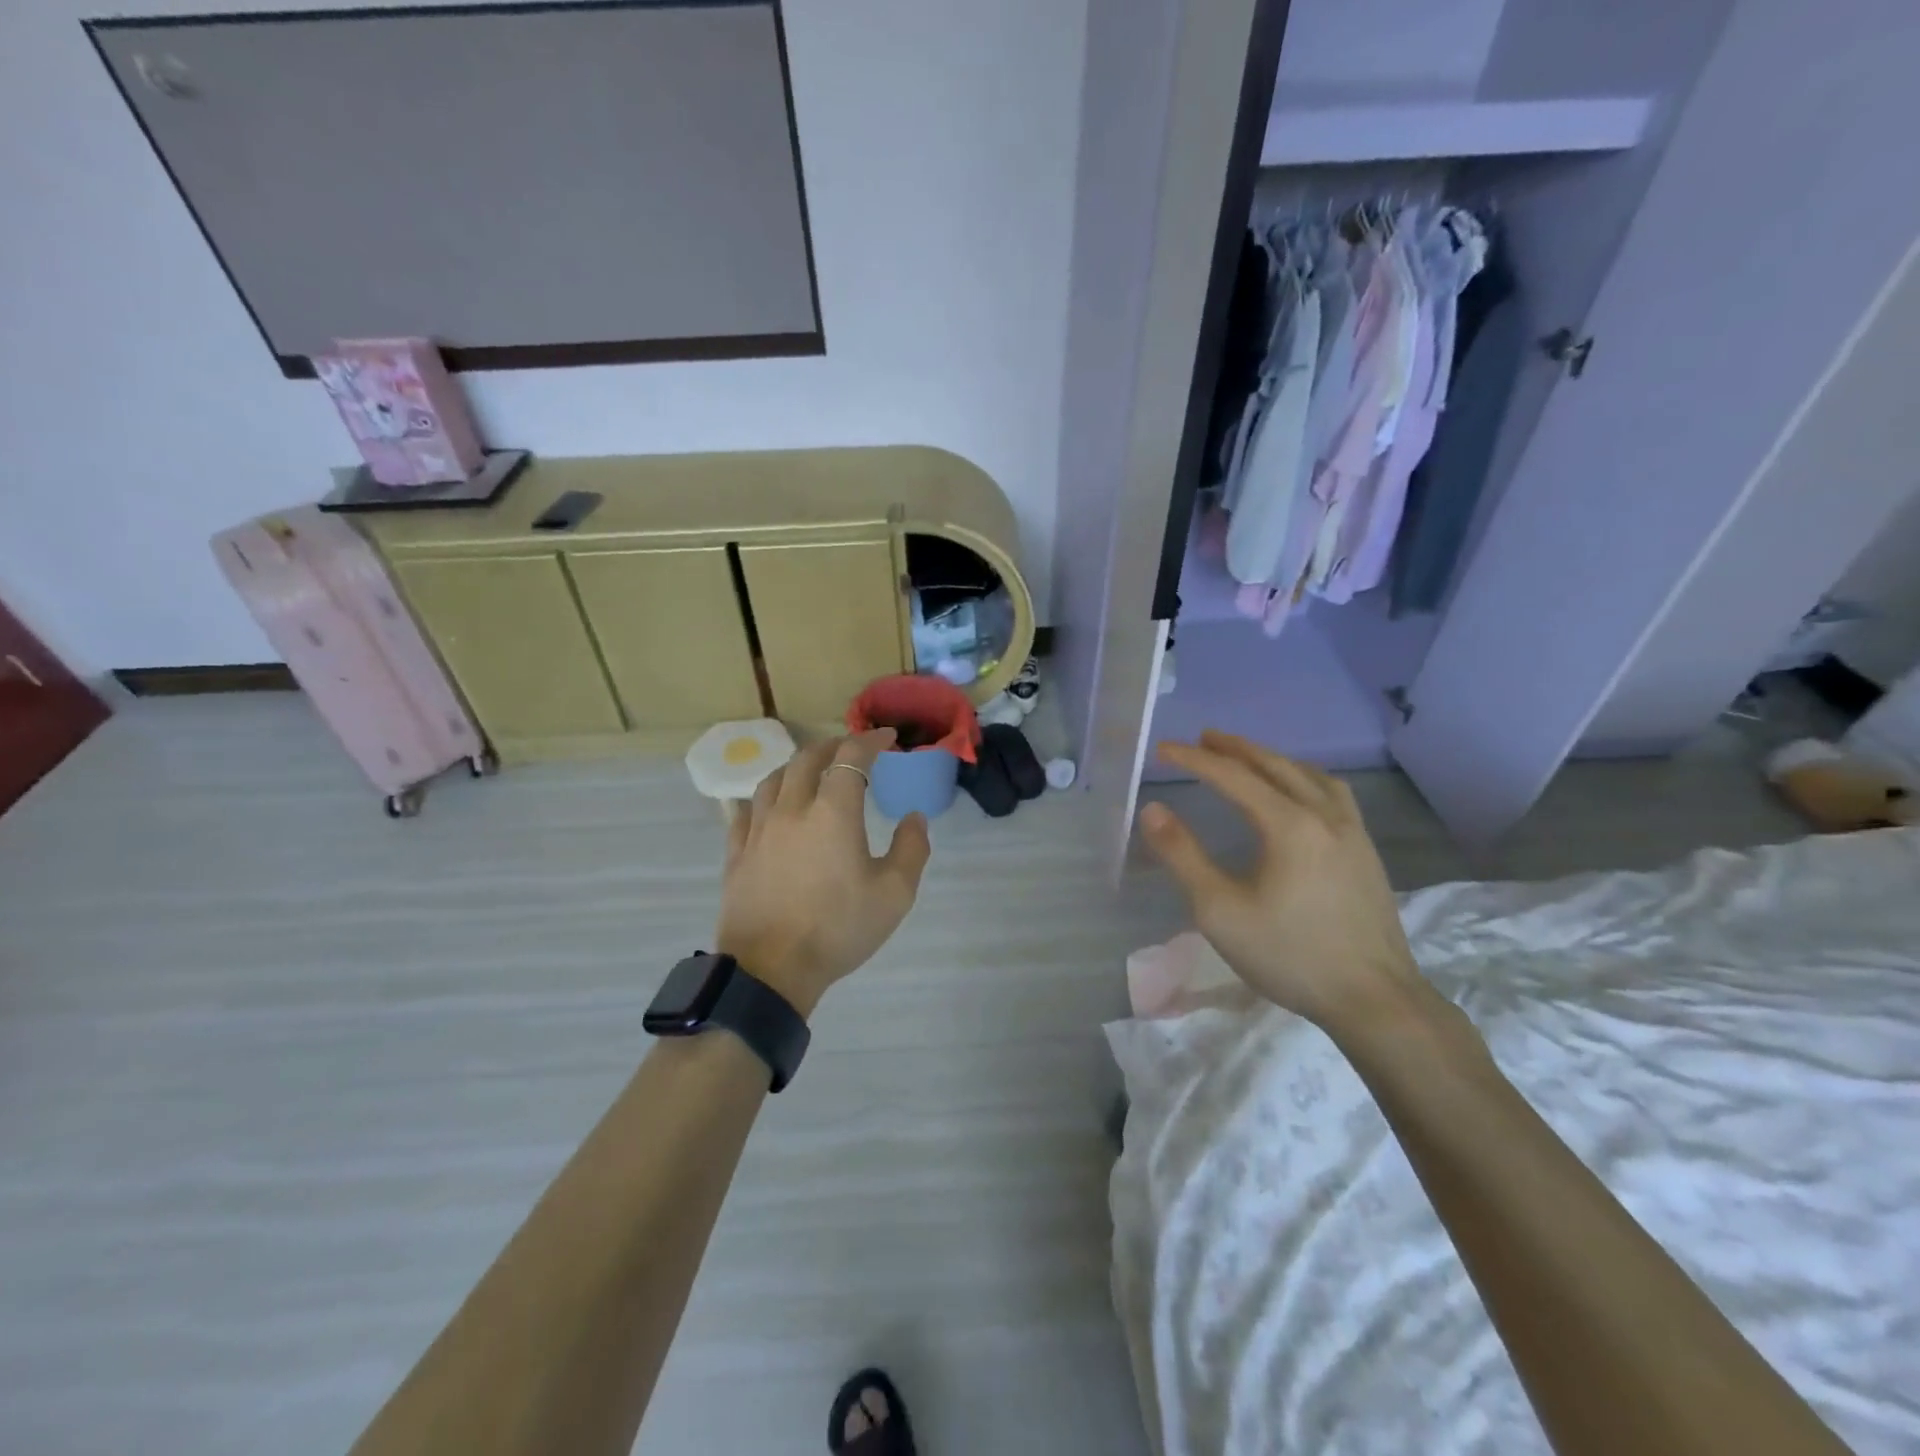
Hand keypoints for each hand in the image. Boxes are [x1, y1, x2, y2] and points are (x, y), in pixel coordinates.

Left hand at [715, 730, 931, 1017]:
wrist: (770, 970)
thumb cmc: (838, 930)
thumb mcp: (894, 894)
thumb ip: (911, 849)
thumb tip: (914, 818)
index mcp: (833, 812)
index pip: (851, 757)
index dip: (871, 740)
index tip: (888, 738)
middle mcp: (792, 809)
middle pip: (808, 758)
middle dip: (834, 745)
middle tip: (852, 750)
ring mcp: (758, 829)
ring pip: (774, 778)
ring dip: (798, 766)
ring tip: (812, 772)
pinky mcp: (737, 852)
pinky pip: (746, 809)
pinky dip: (766, 796)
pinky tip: (770, 806)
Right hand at [1138, 731, 1432, 1033]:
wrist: (1375, 1000)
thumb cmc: (1290, 955)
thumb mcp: (1220, 911)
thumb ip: (1183, 856)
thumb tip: (1153, 810)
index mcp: (1289, 824)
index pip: (1233, 777)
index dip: (1195, 760)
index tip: (1163, 749)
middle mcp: (1325, 815)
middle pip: (1275, 765)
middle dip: (1236, 748)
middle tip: (1204, 738)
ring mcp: (1353, 832)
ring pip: (1310, 775)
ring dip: (1273, 759)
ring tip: (1249, 757)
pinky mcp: (1367, 852)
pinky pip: (1333, 794)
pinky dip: (1304, 777)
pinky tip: (1300, 794)